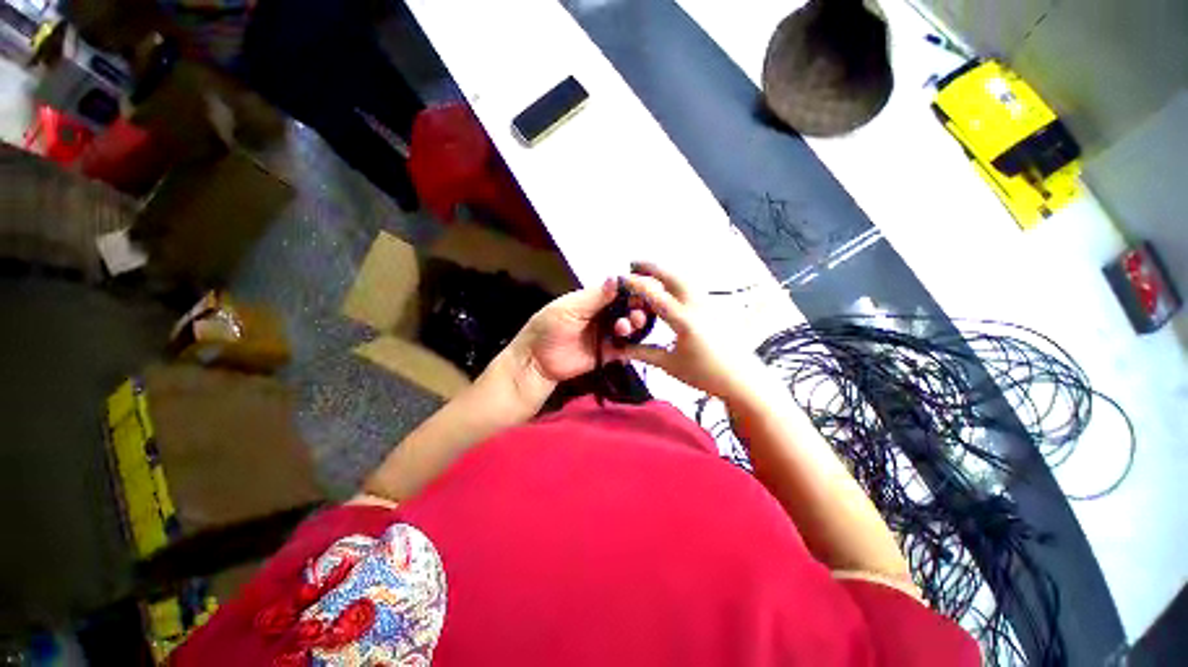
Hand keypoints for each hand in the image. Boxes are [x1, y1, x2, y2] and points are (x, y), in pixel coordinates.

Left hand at [506, 277, 651, 386]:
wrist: (536, 361)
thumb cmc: (548, 328)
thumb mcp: (569, 309)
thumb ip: (595, 297)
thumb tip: (616, 277)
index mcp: (594, 299)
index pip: (620, 290)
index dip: (633, 290)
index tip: (646, 291)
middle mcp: (604, 314)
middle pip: (629, 308)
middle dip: (637, 308)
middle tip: (636, 314)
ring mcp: (607, 333)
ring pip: (630, 327)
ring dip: (634, 325)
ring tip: (625, 327)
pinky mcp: (609, 353)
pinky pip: (626, 348)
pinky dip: (631, 345)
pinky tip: (630, 345)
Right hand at [621, 262, 766, 401]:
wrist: (740, 379)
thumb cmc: (704, 375)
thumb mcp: (669, 364)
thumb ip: (642, 352)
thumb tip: (617, 349)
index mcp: (684, 321)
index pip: (655, 294)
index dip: (635, 283)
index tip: (620, 277)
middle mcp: (697, 306)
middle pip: (673, 276)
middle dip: (652, 266)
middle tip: (634, 264)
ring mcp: (709, 304)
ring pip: (685, 278)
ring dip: (665, 272)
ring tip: (649, 273)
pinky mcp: (714, 307)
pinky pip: (692, 286)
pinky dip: (676, 281)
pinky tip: (669, 287)